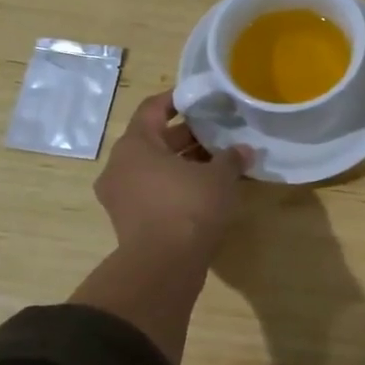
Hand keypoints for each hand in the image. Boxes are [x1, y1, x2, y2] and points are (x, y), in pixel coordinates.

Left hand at [95, 93, 249, 262]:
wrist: (163, 266)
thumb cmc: (188, 208)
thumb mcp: (219, 178)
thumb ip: (231, 158)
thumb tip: (244, 150)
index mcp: (135, 145)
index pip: (153, 109)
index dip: (177, 100)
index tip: (199, 98)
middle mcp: (119, 166)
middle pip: (153, 140)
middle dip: (186, 136)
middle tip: (216, 134)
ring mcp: (120, 196)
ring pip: (153, 168)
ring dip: (182, 164)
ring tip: (215, 163)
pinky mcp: (129, 221)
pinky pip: (152, 192)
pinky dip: (175, 186)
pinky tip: (204, 192)